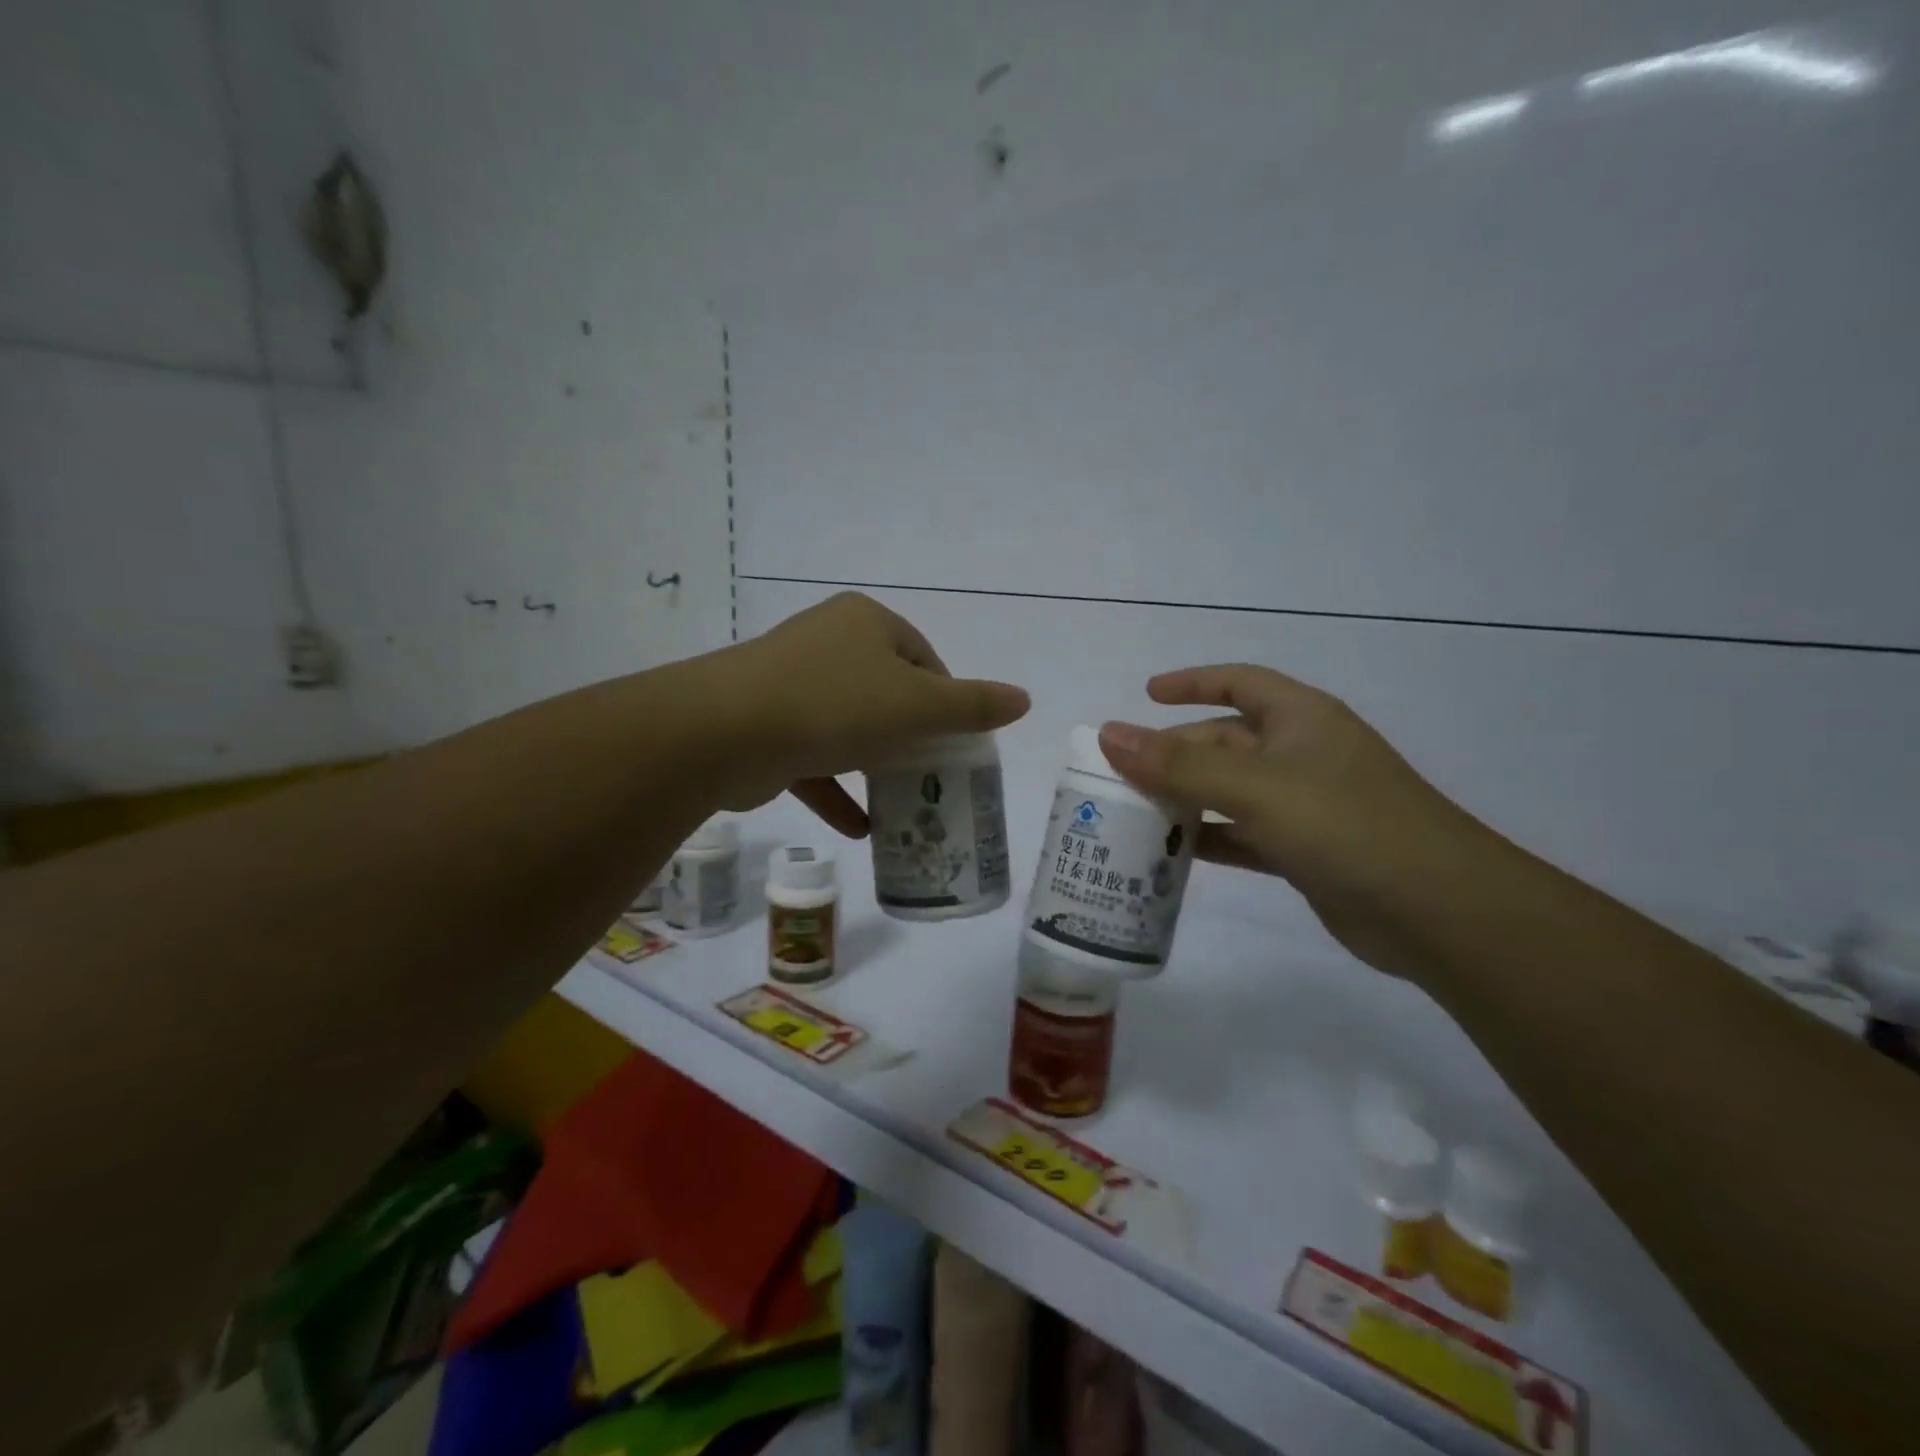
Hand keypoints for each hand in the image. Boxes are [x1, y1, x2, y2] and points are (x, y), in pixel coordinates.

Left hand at [716, 592, 1030, 834]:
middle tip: (933, 774)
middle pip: (885, 692)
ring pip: (848, 727)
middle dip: (910, 736)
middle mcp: (826, 643)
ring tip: (904, 802)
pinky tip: (861, 829)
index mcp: (865, 623)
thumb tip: (1024, 699)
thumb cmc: (835, 704)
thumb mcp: (917, 705)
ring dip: (874, 766)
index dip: (945, 699)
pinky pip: (813, 759)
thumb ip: (972, 706)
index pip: (922, 658)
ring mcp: (790, 684)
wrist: (724, 732)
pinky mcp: (766, 726)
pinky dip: (836, 792)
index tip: (956, 741)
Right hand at [1096, 665, 1497, 978]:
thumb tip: (1109, 733)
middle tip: (1120, 774)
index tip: (1146, 695)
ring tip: (1133, 813)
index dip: (1192, 682)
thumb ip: (1179, 764)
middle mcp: (1302, 754)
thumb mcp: (1255, 787)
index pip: (1239, 682)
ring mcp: (1305, 805)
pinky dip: (1209, 839)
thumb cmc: (1346, 825)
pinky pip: (1243, 834)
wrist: (1438, 912)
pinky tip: (1171, 854)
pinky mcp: (1305, 851)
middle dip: (1175, 753)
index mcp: (1301, 719)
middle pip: (1225, 741)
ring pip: (1230, 791)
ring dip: (1186, 798)